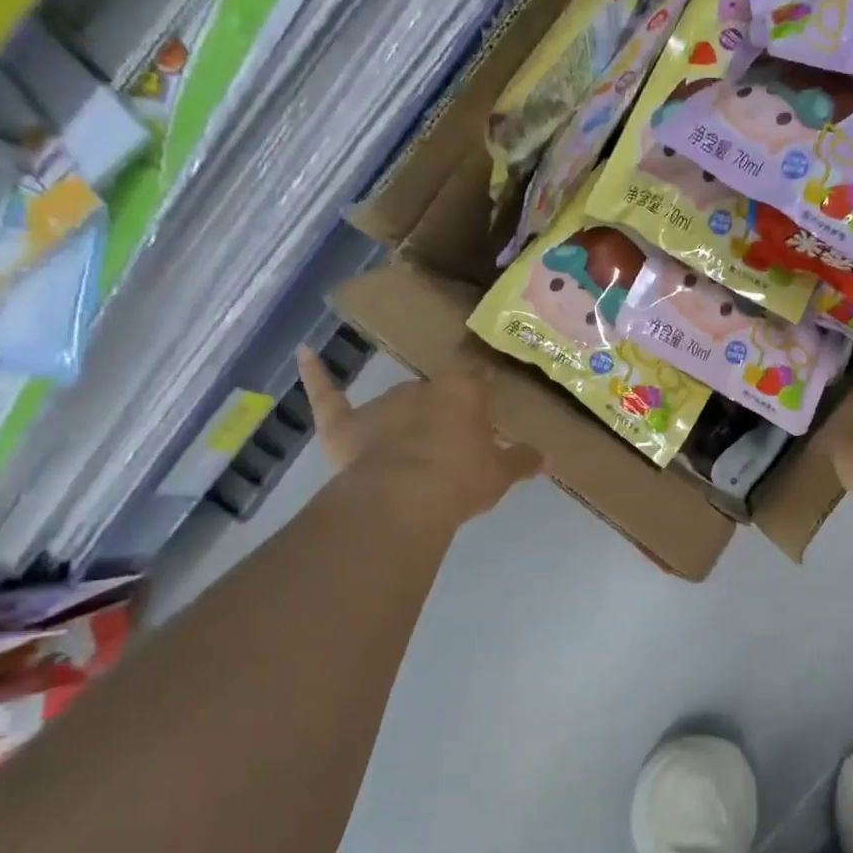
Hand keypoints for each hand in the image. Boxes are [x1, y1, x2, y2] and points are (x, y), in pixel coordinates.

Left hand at [297, 348, 542, 526]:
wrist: (402, 500)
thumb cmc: (460, 481)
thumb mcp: (501, 475)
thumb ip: (523, 461)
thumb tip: (546, 458)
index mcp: (462, 392)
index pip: (478, 379)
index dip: (484, 391)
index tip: (490, 400)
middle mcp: (421, 387)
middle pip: (438, 392)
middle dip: (446, 412)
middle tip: (456, 440)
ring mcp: (380, 404)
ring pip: (398, 402)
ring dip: (408, 416)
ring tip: (417, 443)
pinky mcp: (343, 424)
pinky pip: (328, 395)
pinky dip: (316, 374)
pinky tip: (306, 352)